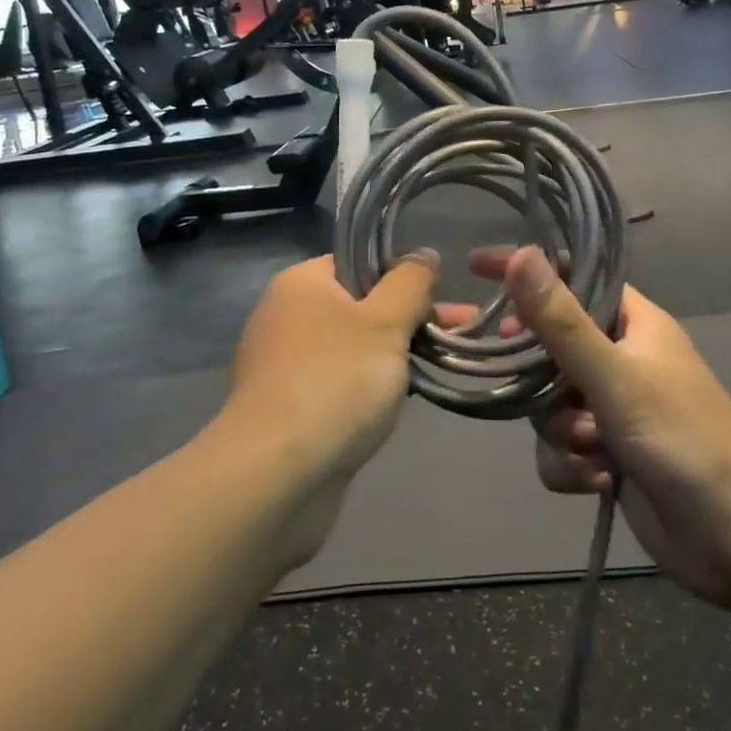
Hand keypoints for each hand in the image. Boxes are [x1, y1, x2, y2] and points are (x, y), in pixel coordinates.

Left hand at [224, 254, 436, 561]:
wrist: (275, 475)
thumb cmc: (335, 381)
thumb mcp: (386, 321)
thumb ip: (410, 282)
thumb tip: (423, 255)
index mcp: (300, 283)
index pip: (358, 263)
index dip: (401, 277)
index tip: (438, 301)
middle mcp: (284, 317)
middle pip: (358, 306)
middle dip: (407, 320)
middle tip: (455, 336)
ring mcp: (281, 366)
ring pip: (350, 349)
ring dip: (390, 358)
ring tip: (434, 371)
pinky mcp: (285, 409)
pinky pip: (336, 386)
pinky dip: (364, 391)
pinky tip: (392, 407)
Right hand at [475, 247, 730, 612]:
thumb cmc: (684, 440)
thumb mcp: (615, 376)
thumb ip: (561, 320)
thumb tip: (521, 254)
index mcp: (633, 324)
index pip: (571, 278)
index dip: (527, 270)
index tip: (476, 267)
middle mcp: (620, 359)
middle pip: (548, 346)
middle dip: (538, 376)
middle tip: (524, 383)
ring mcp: (613, 409)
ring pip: (548, 403)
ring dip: (561, 430)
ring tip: (593, 448)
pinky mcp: (607, 455)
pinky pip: (560, 447)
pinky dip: (571, 465)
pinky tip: (599, 480)